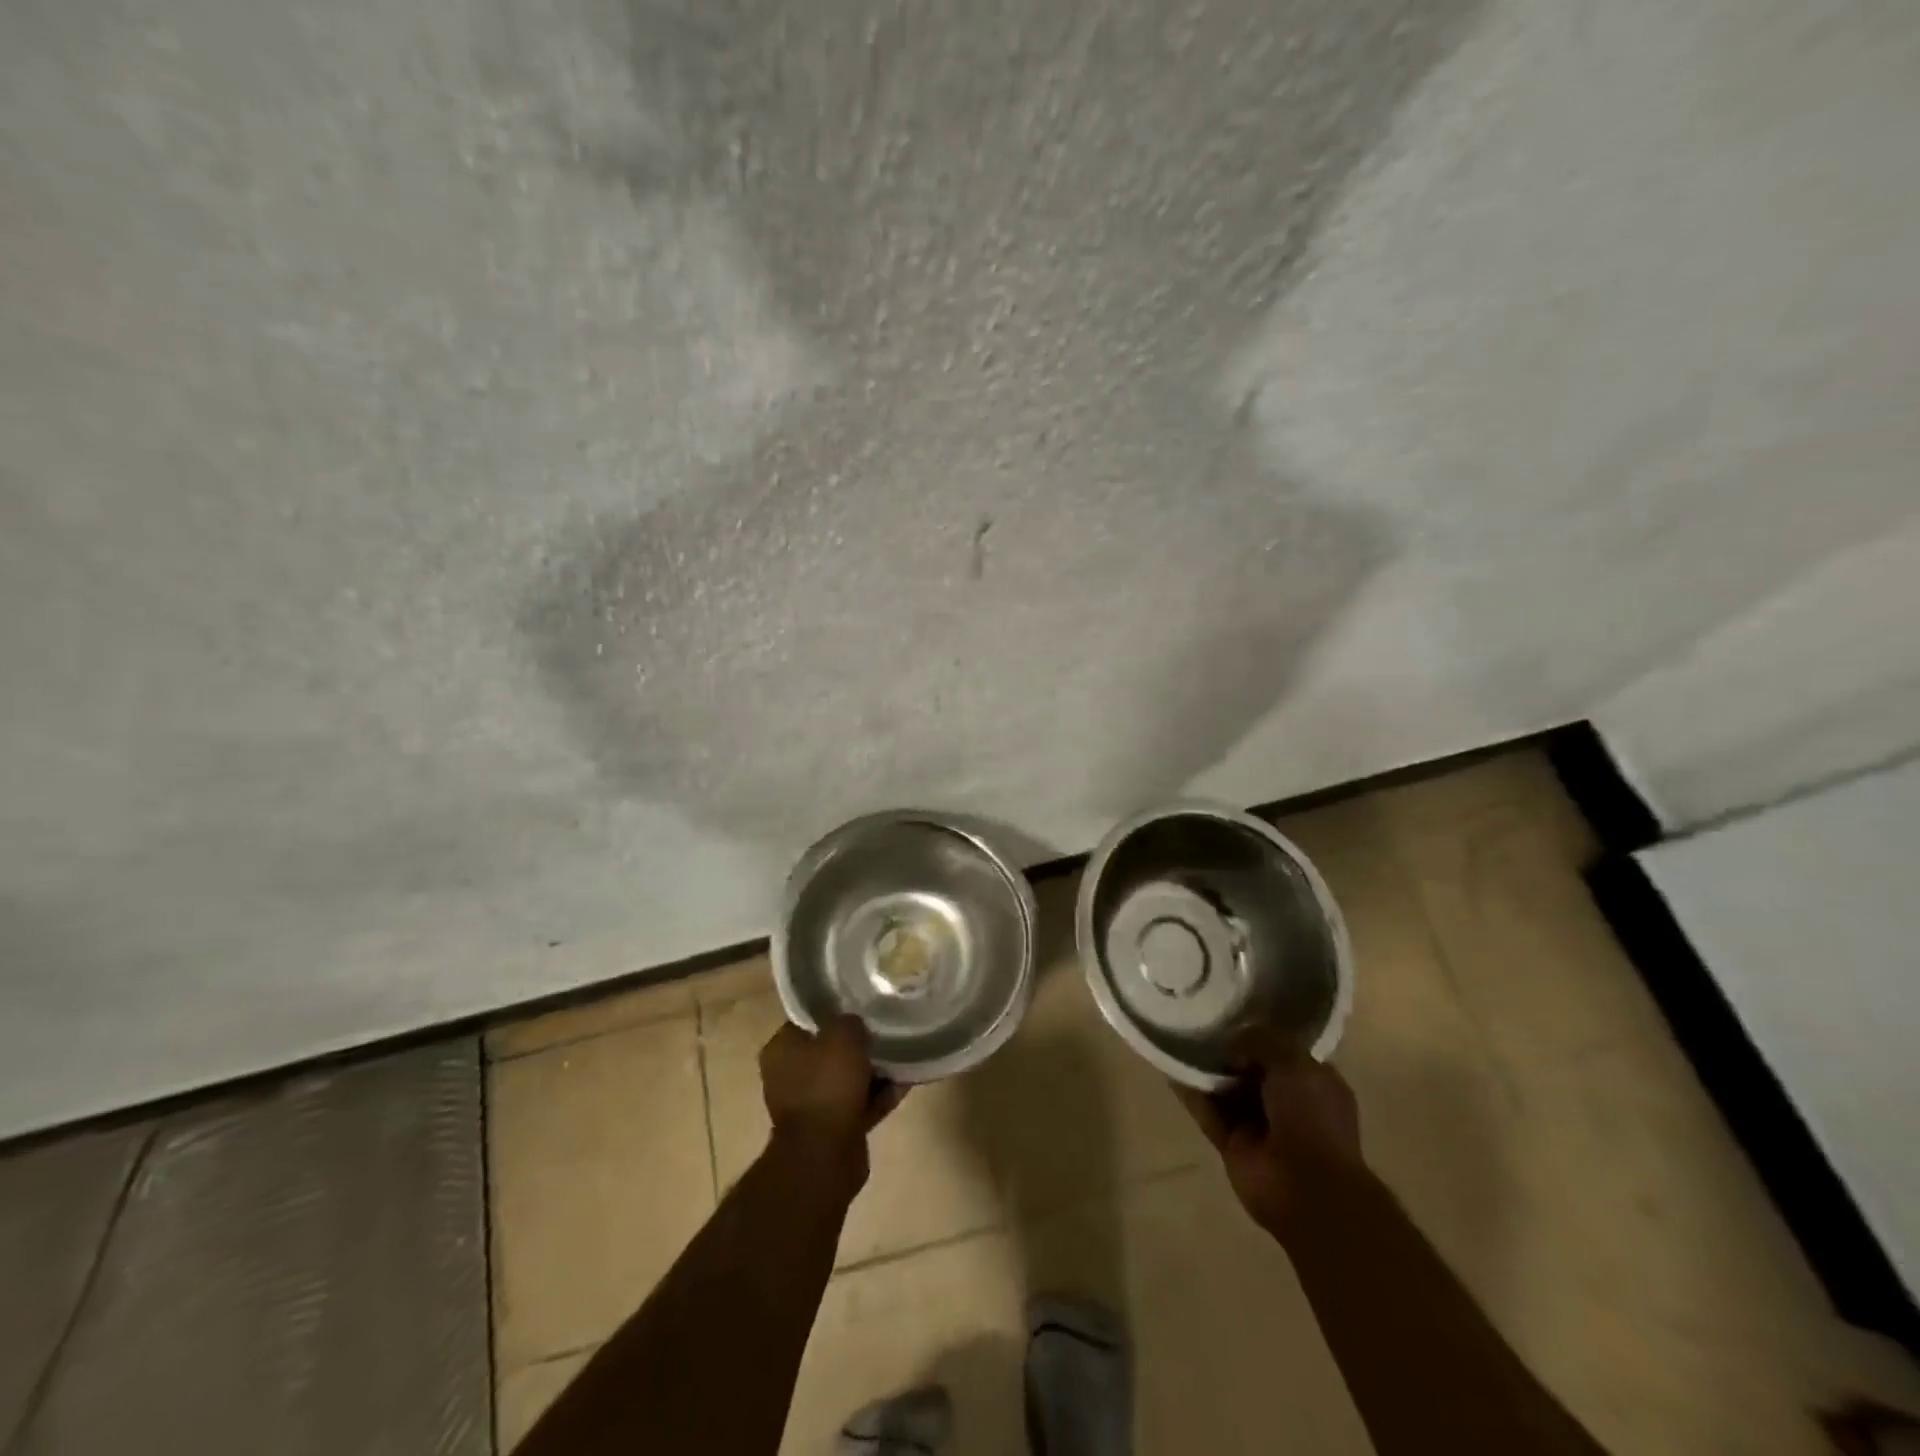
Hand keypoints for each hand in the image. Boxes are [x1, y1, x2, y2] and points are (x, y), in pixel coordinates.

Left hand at [760, 1015, 906, 1168]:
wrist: (825, 1155)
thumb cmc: (827, 1085)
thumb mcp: (842, 1035)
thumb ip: (850, 1022)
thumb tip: (855, 1026)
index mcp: (781, 1050)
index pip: (808, 1020)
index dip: (835, 1012)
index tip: (860, 1007)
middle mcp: (790, 1077)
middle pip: (830, 1051)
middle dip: (858, 1045)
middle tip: (884, 1032)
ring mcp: (811, 1105)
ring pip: (847, 1079)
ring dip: (873, 1071)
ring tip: (902, 1056)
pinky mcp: (832, 1129)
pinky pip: (860, 1104)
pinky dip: (879, 1096)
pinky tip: (904, 1084)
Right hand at [1174, 1031, 1364, 1239]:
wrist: (1308, 1189)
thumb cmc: (1312, 1119)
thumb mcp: (1295, 1062)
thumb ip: (1261, 1041)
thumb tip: (1232, 1045)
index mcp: (1313, 1083)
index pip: (1284, 1051)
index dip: (1261, 1035)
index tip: (1233, 1014)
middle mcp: (1287, 1103)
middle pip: (1251, 1069)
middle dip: (1229, 1050)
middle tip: (1200, 1023)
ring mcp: (1259, 1126)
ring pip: (1227, 1090)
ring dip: (1207, 1070)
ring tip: (1180, 1039)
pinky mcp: (1233, 1144)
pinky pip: (1208, 1112)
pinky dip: (1191, 1093)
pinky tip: (1171, 1070)